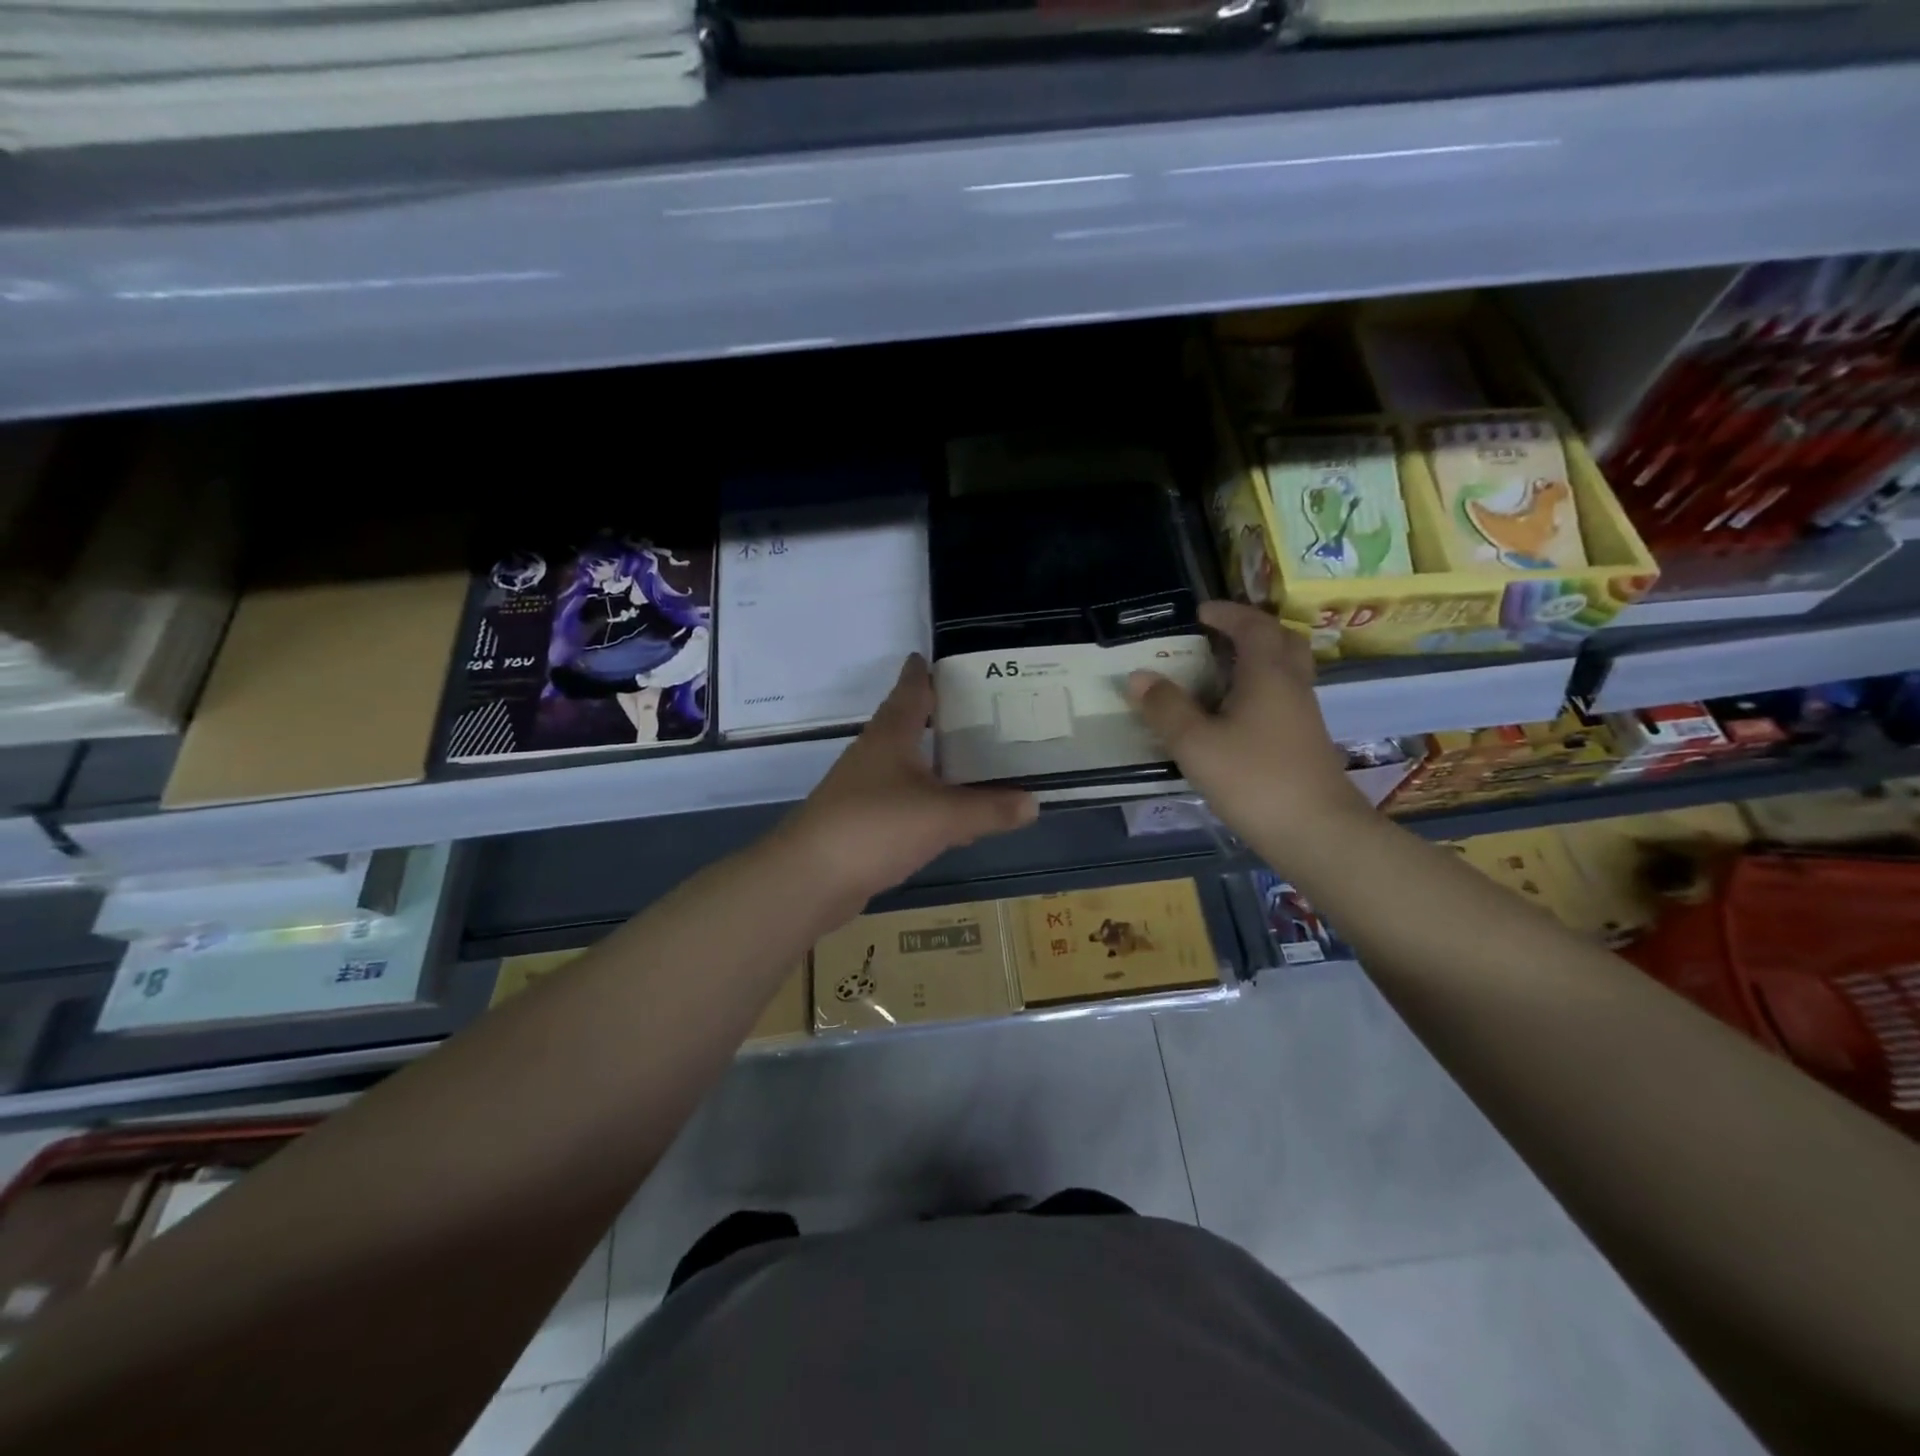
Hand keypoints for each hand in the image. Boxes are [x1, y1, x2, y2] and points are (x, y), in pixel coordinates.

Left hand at [778, 655, 1038, 909]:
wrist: (811, 878)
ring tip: (972, 758)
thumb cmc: (875, 826)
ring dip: (934, 760)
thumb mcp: (943, 816)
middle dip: (937, 715)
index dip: (923, 672)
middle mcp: (875, 754)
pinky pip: (904, 801)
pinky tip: (951, 816)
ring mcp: (864, 789)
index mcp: (891, 735)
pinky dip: (929, 801)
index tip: (939, 658)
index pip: (910, 690)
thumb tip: (1035, 802)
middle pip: (907, 724)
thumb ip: (990, 809)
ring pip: (906, 765)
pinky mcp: (862, 822)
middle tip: (978, 709)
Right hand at [1126, 601, 1364, 862]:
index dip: (1227, 613)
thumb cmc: (1253, 779)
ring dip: (1257, 661)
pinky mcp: (1304, 742)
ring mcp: (1303, 715)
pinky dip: (1260, 691)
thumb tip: (1139, 677)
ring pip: (1286, 671)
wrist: (1316, 832)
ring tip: (1219, 674)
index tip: (1200, 612)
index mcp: (1267, 674)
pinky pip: (1283, 698)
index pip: (1253, 626)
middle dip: (1252, 630)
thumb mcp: (1196, 744)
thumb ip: (1166, 708)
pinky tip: (1234, 716)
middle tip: (1219, 636)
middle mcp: (1291, 686)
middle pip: (1283, 640)